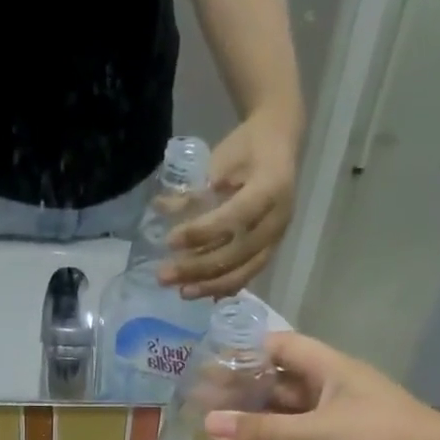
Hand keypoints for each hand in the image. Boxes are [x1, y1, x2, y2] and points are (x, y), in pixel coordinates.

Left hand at [162, 107, 299, 297]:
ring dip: (209, 285)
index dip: (202, 233)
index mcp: (271, 188)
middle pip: (237, 254)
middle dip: (198, 268)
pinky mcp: (268, 252)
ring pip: (242, 272)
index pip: (234, 218)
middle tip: (164, 276)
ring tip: (181, 292)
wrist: (278, 146)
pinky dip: (222, 287)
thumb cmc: (246, 148)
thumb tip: (161, 208)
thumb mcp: (221, 159)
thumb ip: (196, 189)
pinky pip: (246, 275)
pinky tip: (201, 293)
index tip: (170, 241)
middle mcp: (277, 220)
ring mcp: (275, 240)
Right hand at [202, 332, 439, 439]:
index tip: (207, 364)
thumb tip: (207, 424)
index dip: (246, 351)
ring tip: (209, 429)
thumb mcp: (314, 434)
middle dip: (242, 390)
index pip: (282, 347)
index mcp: (330, 371)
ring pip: (285, 417)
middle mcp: (329, 394)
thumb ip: (260, 432)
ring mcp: (333, 427)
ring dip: (253, 422)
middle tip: (197, 403)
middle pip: (279, 383)